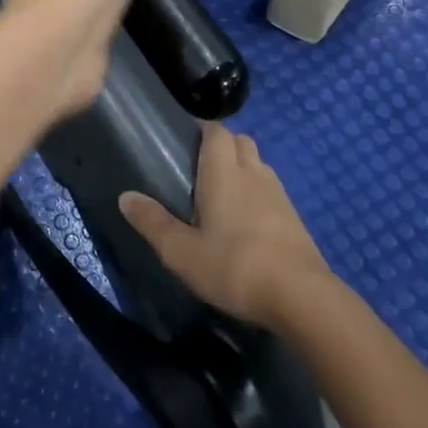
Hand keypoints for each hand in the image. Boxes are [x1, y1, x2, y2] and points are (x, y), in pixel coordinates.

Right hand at [119, 122, 331, 327]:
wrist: (302, 298)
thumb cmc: (235, 266)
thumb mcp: (181, 252)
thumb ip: (153, 222)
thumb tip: (125, 196)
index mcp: (224, 172)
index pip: (217, 131)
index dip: (202, 129)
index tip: (183, 139)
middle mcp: (254, 174)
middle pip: (241, 142)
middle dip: (222, 145)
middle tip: (198, 167)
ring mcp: (280, 195)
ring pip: (259, 165)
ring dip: (242, 169)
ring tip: (221, 193)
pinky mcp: (296, 220)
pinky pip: (272, 192)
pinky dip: (258, 194)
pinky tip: (246, 221)